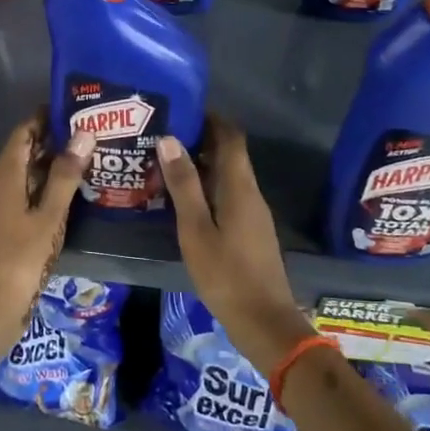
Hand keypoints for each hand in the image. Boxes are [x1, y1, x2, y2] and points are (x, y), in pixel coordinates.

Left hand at [0, 113, 93, 329]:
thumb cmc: (22, 255)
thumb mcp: (50, 214)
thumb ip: (66, 174)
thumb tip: (83, 134)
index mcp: (5, 174)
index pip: (24, 132)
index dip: (45, 117)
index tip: (73, 108)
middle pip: (24, 151)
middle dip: (53, 140)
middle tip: (88, 132)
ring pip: (24, 173)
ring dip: (50, 164)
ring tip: (85, 158)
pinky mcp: (1, 223)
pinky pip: (23, 192)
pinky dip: (44, 185)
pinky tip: (68, 193)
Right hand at [157, 117, 315, 371]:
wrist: (264, 322)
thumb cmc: (227, 275)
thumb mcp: (196, 230)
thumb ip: (184, 186)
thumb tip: (170, 139)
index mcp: (240, 187)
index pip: (231, 137)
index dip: (211, 118)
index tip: (183, 109)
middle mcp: (251, 194)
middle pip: (230, 154)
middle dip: (202, 139)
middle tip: (164, 135)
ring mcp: (254, 214)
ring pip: (229, 176)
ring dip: (203, 165)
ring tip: (166, 163)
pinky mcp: (250, 232)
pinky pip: (229, 195)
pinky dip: (208, 188)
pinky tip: (184, 200)